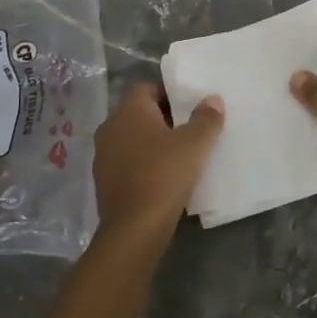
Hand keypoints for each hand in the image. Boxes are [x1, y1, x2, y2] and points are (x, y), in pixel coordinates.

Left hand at [90, 83, 223, 246]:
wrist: (134, 230)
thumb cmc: (164, 175)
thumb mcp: (194, 144)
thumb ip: (206, 118)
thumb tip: (213, 99)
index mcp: (128, 110)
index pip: (146, 87)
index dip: (169, 93)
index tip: (190, 107)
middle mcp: (110, 127)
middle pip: (139, 113)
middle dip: (164, 119)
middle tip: (190, 130)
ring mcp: (103, 155)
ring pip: (132, 138)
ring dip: (152, 143)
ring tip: (179, 155)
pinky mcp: (103, 181)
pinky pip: (127, 162)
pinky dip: (143, 164)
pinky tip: (163, 178)